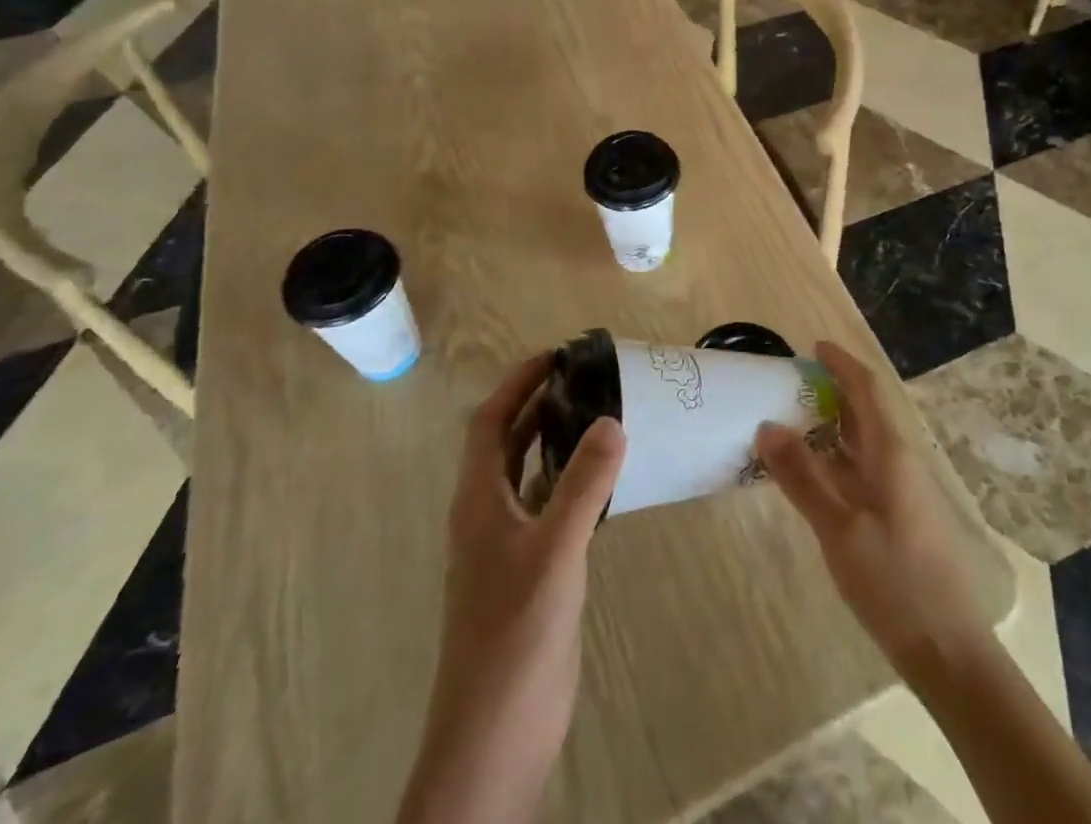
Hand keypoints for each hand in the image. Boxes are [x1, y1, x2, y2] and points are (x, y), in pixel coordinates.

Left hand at [402, 354, 623, 823]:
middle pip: (510, 442)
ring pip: (533, 474)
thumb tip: (612, 420)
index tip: (558, 354)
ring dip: (560, 440)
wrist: (495, 737)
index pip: (491, 423)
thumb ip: (584, 485)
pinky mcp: (533, 571)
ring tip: (605, 412)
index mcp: (479, 501)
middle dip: (543, 403)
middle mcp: (489, 514)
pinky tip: (610, 479)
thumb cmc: (514, 635)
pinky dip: (575, 482)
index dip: (518, 383)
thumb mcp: (554, 551)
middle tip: (590, 376)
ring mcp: (510, 545)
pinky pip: (553, 507)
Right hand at [756, 341, 986, 680]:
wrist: (947, 649)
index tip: (813, 347)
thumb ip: (802, 477)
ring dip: (830, 427)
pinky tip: (810, 475)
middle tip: (787, 386)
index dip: (842, 363)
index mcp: (891, 452)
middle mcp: (899, 460)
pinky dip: (835, 460)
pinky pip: (862, 470)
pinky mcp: (898, 515)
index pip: (867, 389)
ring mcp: (901, 489)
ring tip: (790, 423)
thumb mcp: (839, 528)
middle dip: (830, 392)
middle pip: (864, 412)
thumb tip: (767, 426)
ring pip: (862, 442)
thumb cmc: (894, 581)